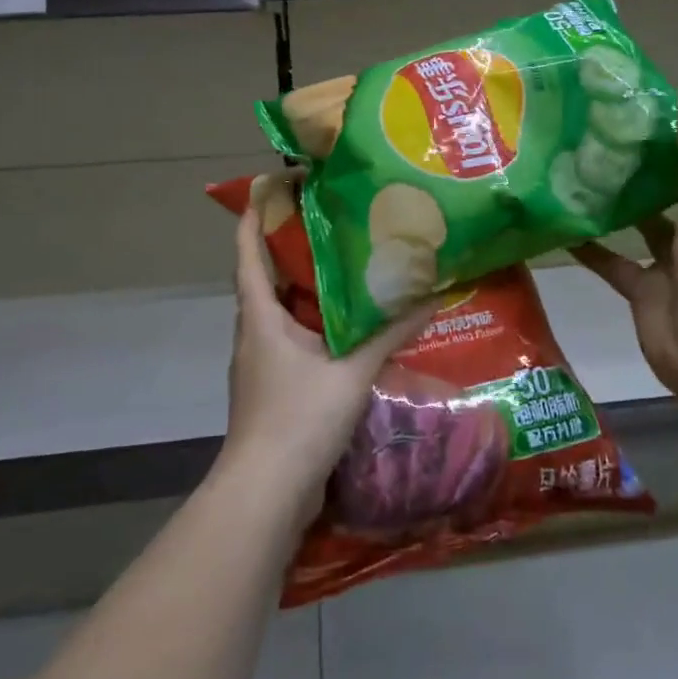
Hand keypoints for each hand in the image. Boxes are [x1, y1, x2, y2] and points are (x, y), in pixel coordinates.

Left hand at [220, 208, 434, 503]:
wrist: (267, 494)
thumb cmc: (298, 418)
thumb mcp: (351, 371)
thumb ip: (389, 333)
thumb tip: (430, 296)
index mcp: (259, 316)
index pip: (247, 252)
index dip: (253, 215)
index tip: (272, 184)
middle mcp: (254, 333)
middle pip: (266, 278)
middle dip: (292, 247)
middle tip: (332, 221)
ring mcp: (262, 363)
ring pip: (282, 312)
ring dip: (307, 289)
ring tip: (347, 268)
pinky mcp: (275, 388)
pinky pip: (295, 341)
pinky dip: (317, 326)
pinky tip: (350, 329)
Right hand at [572, 84, 677, 422]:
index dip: (665, 133)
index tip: (628, 106)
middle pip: (660, 189)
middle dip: (631, 165)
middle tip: (588, 134)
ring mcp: (666, 262)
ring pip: (633, 223)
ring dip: (609, 202)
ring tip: (570, 170)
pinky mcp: (640, 289)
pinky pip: (610, 261)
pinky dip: (588, 246)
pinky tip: (559, 226)